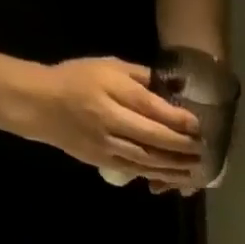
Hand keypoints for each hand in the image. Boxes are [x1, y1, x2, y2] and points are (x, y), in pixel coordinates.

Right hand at [11, 58, 201, 183]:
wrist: (42, 105)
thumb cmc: (77, 80)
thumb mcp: (108, 66)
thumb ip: (141, 77)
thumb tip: (174, 86)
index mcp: (111, 91)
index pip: (150, 107)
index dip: (176, 119)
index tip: (197, 125)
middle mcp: (110, 119)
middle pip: (152, 137)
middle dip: (181, 146)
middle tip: (202, 150)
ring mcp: (108, 144)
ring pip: (147, 159)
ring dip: (174, 166)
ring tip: (195, 168)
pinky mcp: (105, 161)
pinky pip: (137, 171)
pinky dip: (158, 175)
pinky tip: (175, 177)